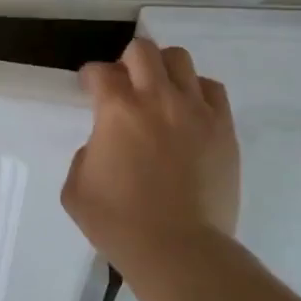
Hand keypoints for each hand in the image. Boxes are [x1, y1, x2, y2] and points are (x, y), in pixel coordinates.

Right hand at [62, 38, 239, 270]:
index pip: (100, 72)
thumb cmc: (120, 224)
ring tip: (160, 93)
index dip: (90, 77)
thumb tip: (104, 145)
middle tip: (125, 85)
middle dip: (127, 61)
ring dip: (163, 70)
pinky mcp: (223, 128)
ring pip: (180, 60)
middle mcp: (157, 98)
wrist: (179, 250)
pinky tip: (189, 112)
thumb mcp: (76, 189)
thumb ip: (85, 155)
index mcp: (118, 110)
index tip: (90, 89)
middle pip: (143, 50)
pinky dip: (197, 92)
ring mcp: (196, 111)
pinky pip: (212, 90)